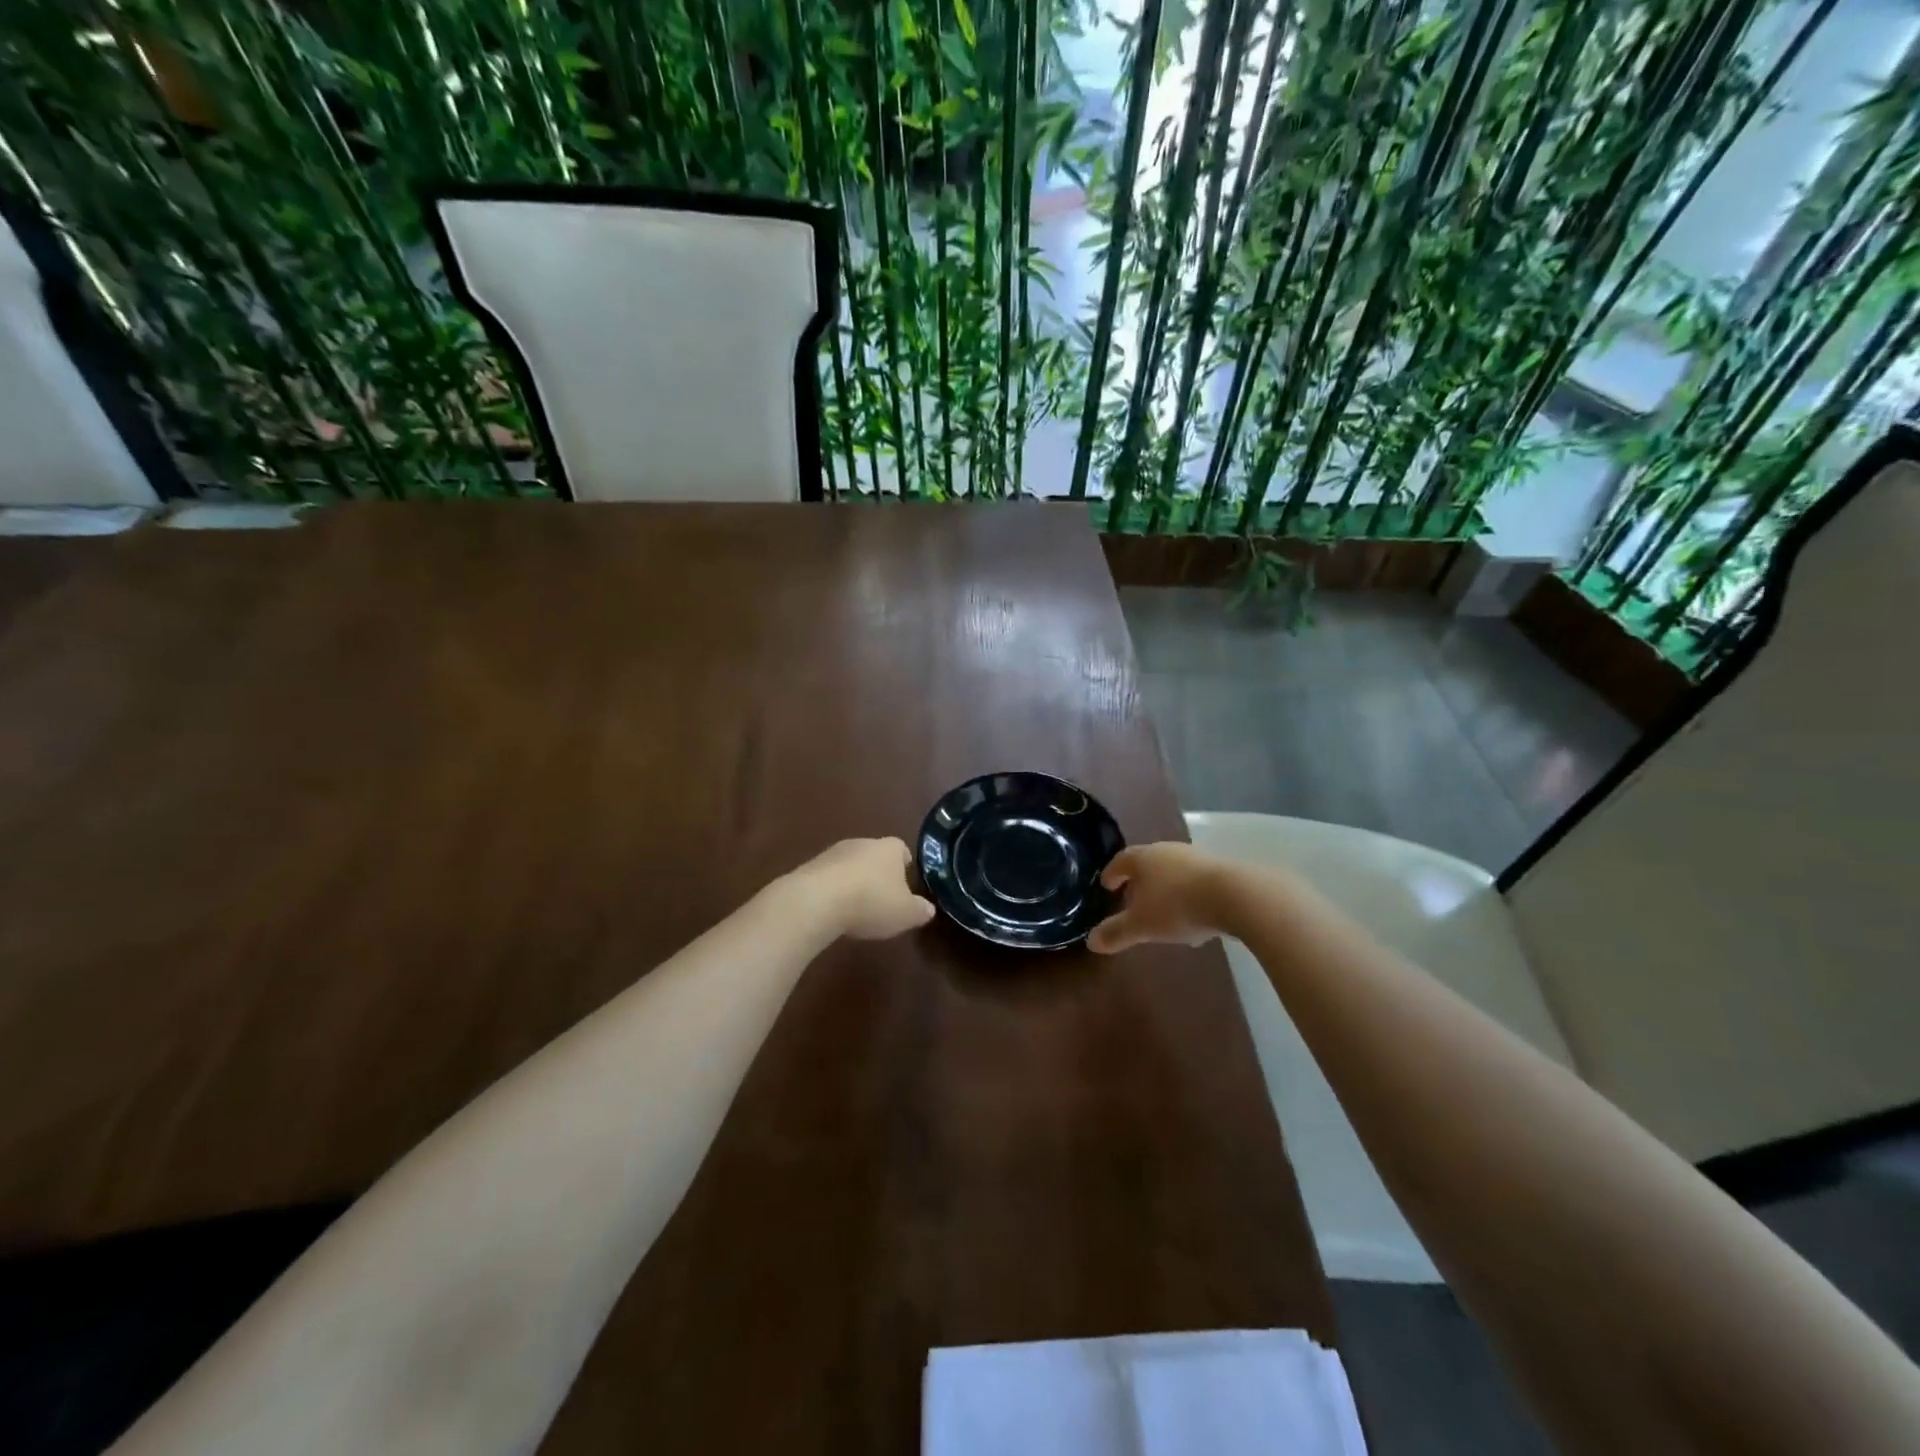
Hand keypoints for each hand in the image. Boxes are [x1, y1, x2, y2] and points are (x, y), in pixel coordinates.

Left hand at [796, 837, 936, 940]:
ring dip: (853, 882)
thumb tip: (928, 909)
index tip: (906, 883)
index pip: (902, 849)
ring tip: (856, 908)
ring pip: (850, 865)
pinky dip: (833, 891)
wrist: (816, 901)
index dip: (905, 865)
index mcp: (889, 848)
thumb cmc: (871, 902)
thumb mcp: (906, 914)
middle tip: (883, 898)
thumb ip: (920, 910)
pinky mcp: (809, 867)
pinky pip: (828, 877)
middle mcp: (862, 843)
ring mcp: (833, 853)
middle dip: (878, 874)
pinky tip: (833, 911)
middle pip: (875, 855)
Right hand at [1087, 842, 1231, 953]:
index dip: (1111, 873)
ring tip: (1163, 912)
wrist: (1235, 896)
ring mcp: (1196, 859)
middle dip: (1139, 881)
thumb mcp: (1142, 925)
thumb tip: (1091, 941)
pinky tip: (1194, 918)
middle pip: (1147, 863)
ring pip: (1173, 873)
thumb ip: (1116, 932)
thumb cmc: (1177, 906)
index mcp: (1143, 858)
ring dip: (1166, 889)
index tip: (1106, 886)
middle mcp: (1168, 851)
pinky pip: (1196, 883)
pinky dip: (1189, 896)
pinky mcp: (1222, 871)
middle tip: (1132, 899)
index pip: (1120, 860)